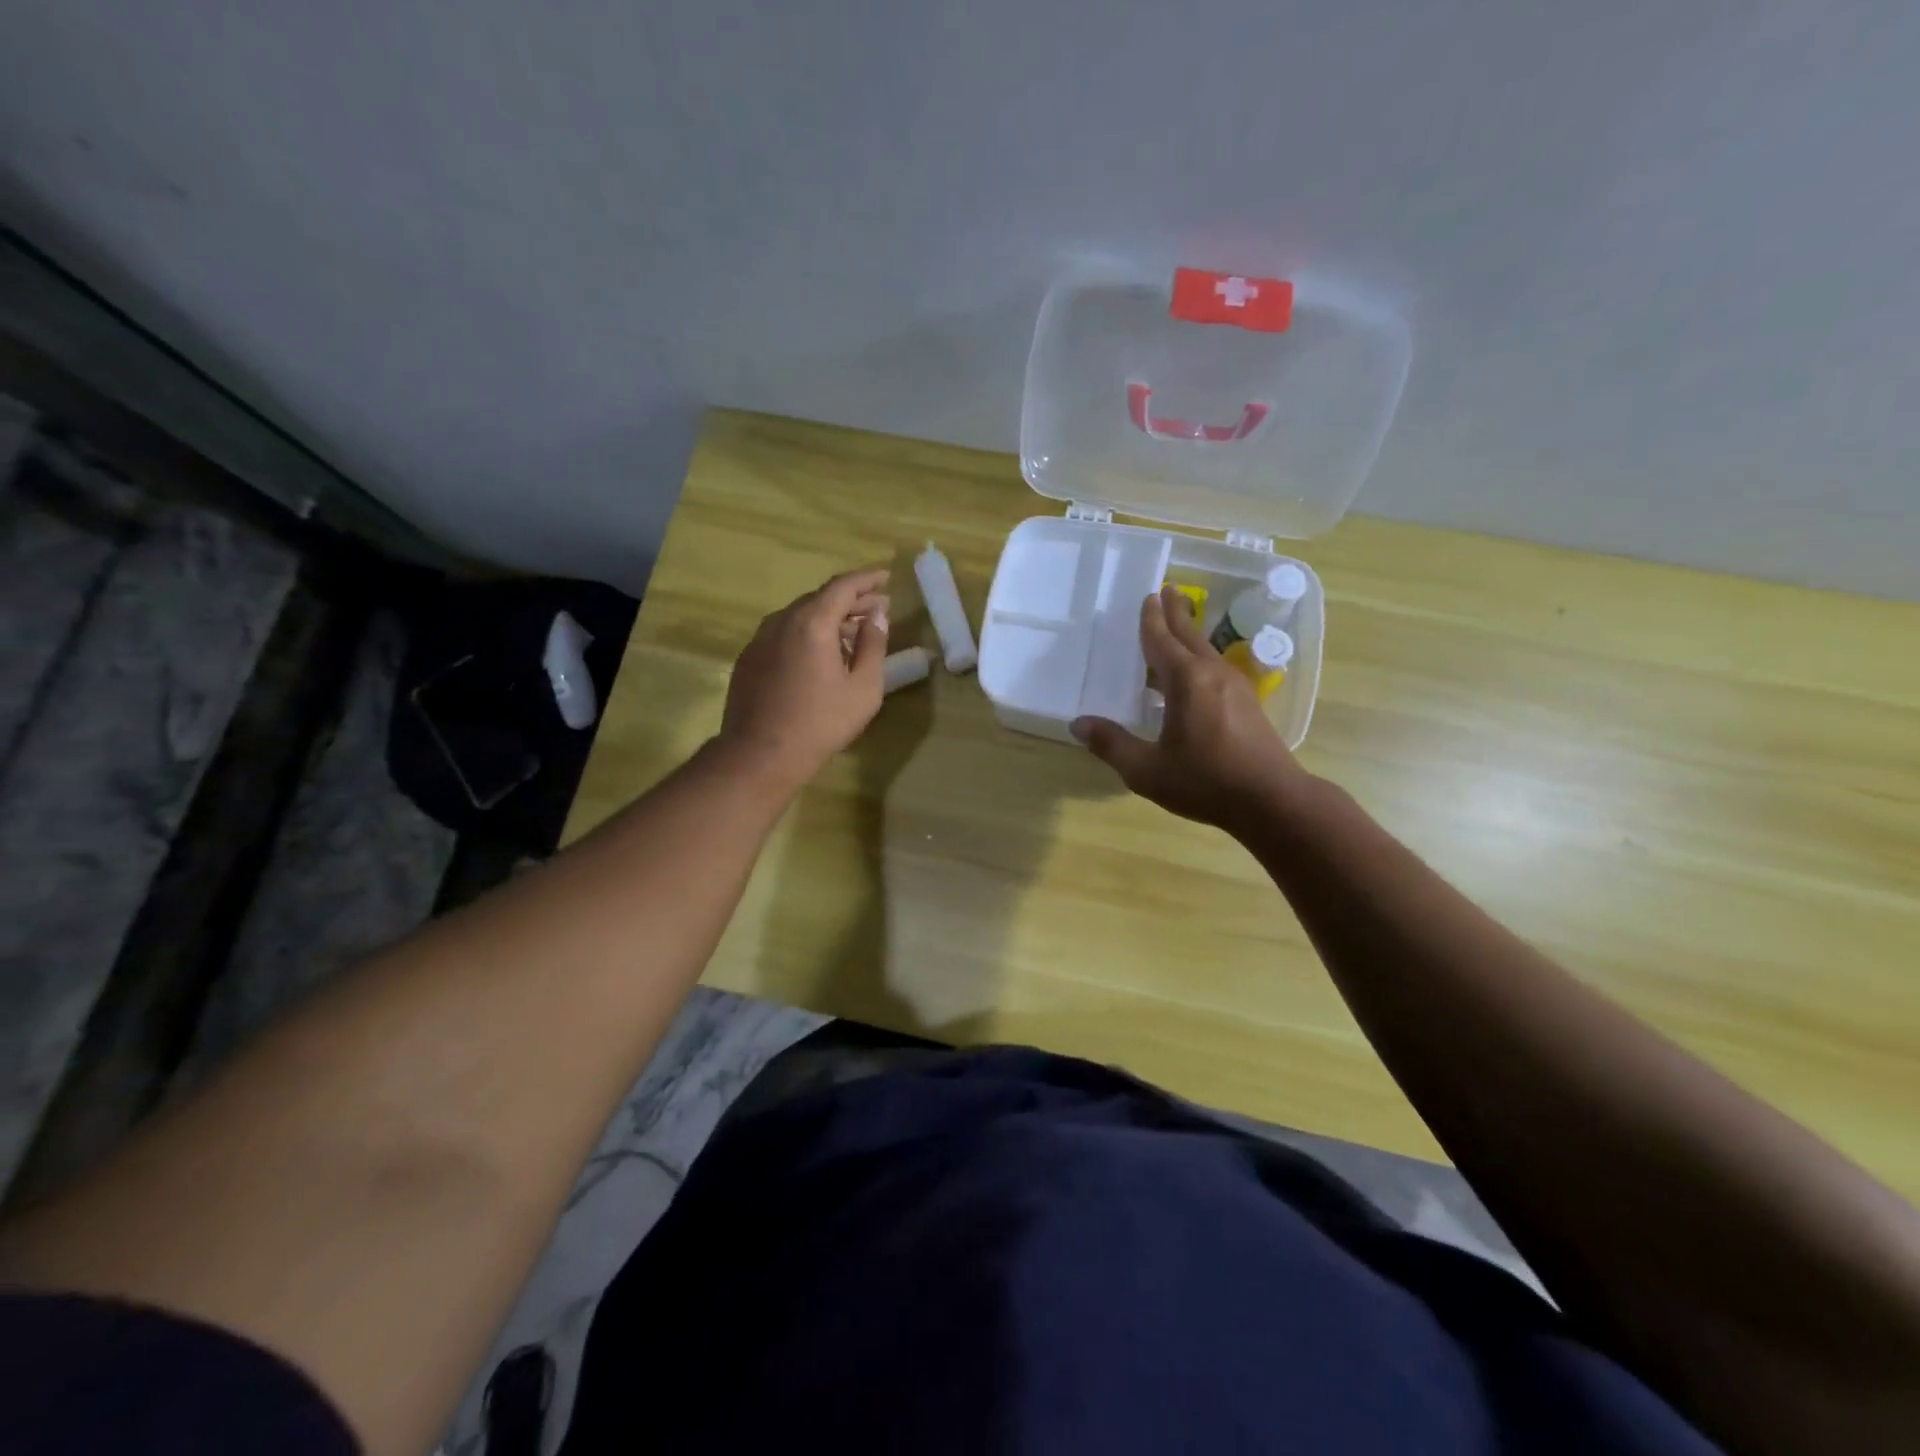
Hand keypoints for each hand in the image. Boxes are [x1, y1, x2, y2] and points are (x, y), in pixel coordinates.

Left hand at [718, 567, 890, 791]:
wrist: (760, 754)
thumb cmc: (820, 723)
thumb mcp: (863, 688)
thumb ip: (873, 646)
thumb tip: (877, 617)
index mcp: (812, 622)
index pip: (843, 586)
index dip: (867, 579)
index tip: (886, 578)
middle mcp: (782, 621)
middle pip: (820, 598)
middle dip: (851, 601)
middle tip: (876, 609)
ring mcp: (760, 639)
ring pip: (800, 616)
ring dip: (828, 619)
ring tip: (852, 633)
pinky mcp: (749, 659)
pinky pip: (784, 634)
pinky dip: (807, 634)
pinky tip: (819, 655)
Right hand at [1072, 585, 1309, 835]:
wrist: (1272, 800)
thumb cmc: (1205, 781)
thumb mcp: (1147, 770)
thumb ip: (1112, 744)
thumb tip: (1078, 724)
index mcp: (1186, 681)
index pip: (1162, 641)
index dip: (1151, 619)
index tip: (1149, 596)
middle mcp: (1212, 674)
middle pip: (1190, 635)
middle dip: (1176, 612)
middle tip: (1168, 590)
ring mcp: (1234, 687)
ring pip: (1206, 651)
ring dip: (1189, 634)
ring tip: (1178, 625)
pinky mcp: (1247, 704)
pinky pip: (1215, 668)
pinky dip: (1198, 658)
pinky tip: (1193, 674)